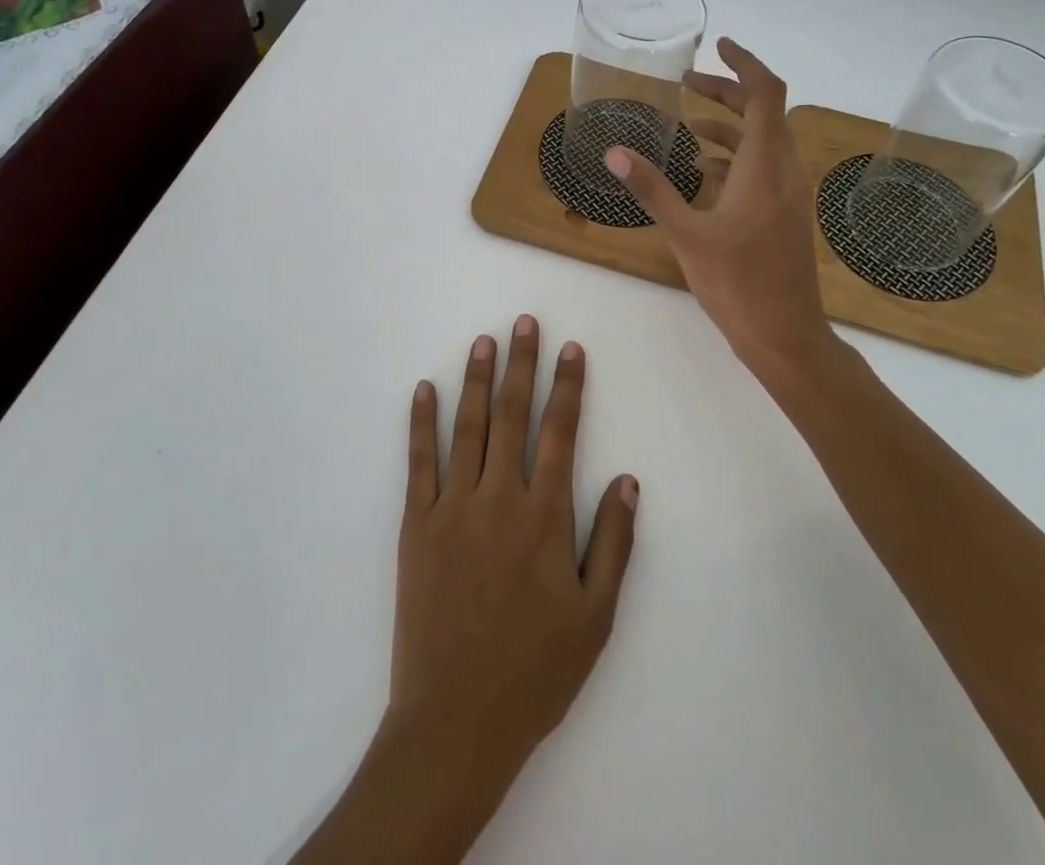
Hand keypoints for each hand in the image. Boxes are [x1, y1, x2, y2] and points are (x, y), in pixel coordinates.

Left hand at [293, 319, 636, 864]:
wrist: (456, 721)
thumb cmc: (534, 672)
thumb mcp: (595, 616)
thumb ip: (613, 542)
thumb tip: (627, 479)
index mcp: (545, 516)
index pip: (561, 432)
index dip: (568, 386)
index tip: (571, 349)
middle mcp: (499, 497)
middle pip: (512, 414)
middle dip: (521, 364)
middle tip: (524, 322)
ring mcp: (453, 506)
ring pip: (467, 426)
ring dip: (476, 379)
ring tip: (483, 341)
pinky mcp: (416, 524)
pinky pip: (419, 461)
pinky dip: (421, 422)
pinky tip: (424, 390)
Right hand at [606, 37, 840, 384]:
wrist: (785, 335)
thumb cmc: (737, 284)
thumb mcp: (686, 235)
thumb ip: (651, 189)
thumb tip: (614, 152)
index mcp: (764, 167)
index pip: (766, 95)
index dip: (745, 64)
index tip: (718, 46)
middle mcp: (784, 171)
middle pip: (764, 113)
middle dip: (727, 92)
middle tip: (688, 81)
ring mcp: (789, 194)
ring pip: (763, 141)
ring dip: (729, 125)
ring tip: (688, 124)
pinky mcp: (785, 213)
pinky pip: (762, 168)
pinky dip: (734, 157)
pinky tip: (702, 172)